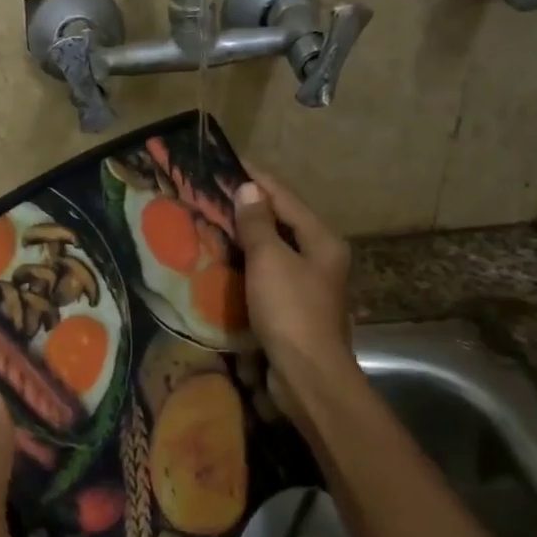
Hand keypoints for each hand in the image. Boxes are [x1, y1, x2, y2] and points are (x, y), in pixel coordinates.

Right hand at [232, 166, 358, 426]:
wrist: (307, 375)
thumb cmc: (290, 311)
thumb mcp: (270, 260)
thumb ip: (258, 223)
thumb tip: (249, 189)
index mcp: (322, 240)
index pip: (285, 197)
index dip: (257, 178)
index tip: (228, 161)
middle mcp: (321, 257)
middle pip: (282, 221)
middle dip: (250, 206)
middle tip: (214, 193)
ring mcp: (309, 284)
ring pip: (275, 249)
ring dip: (248, 236)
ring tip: (215, 221)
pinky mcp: (294, 308)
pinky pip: (268, 274)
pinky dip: (249, 263)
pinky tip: (226, 261)